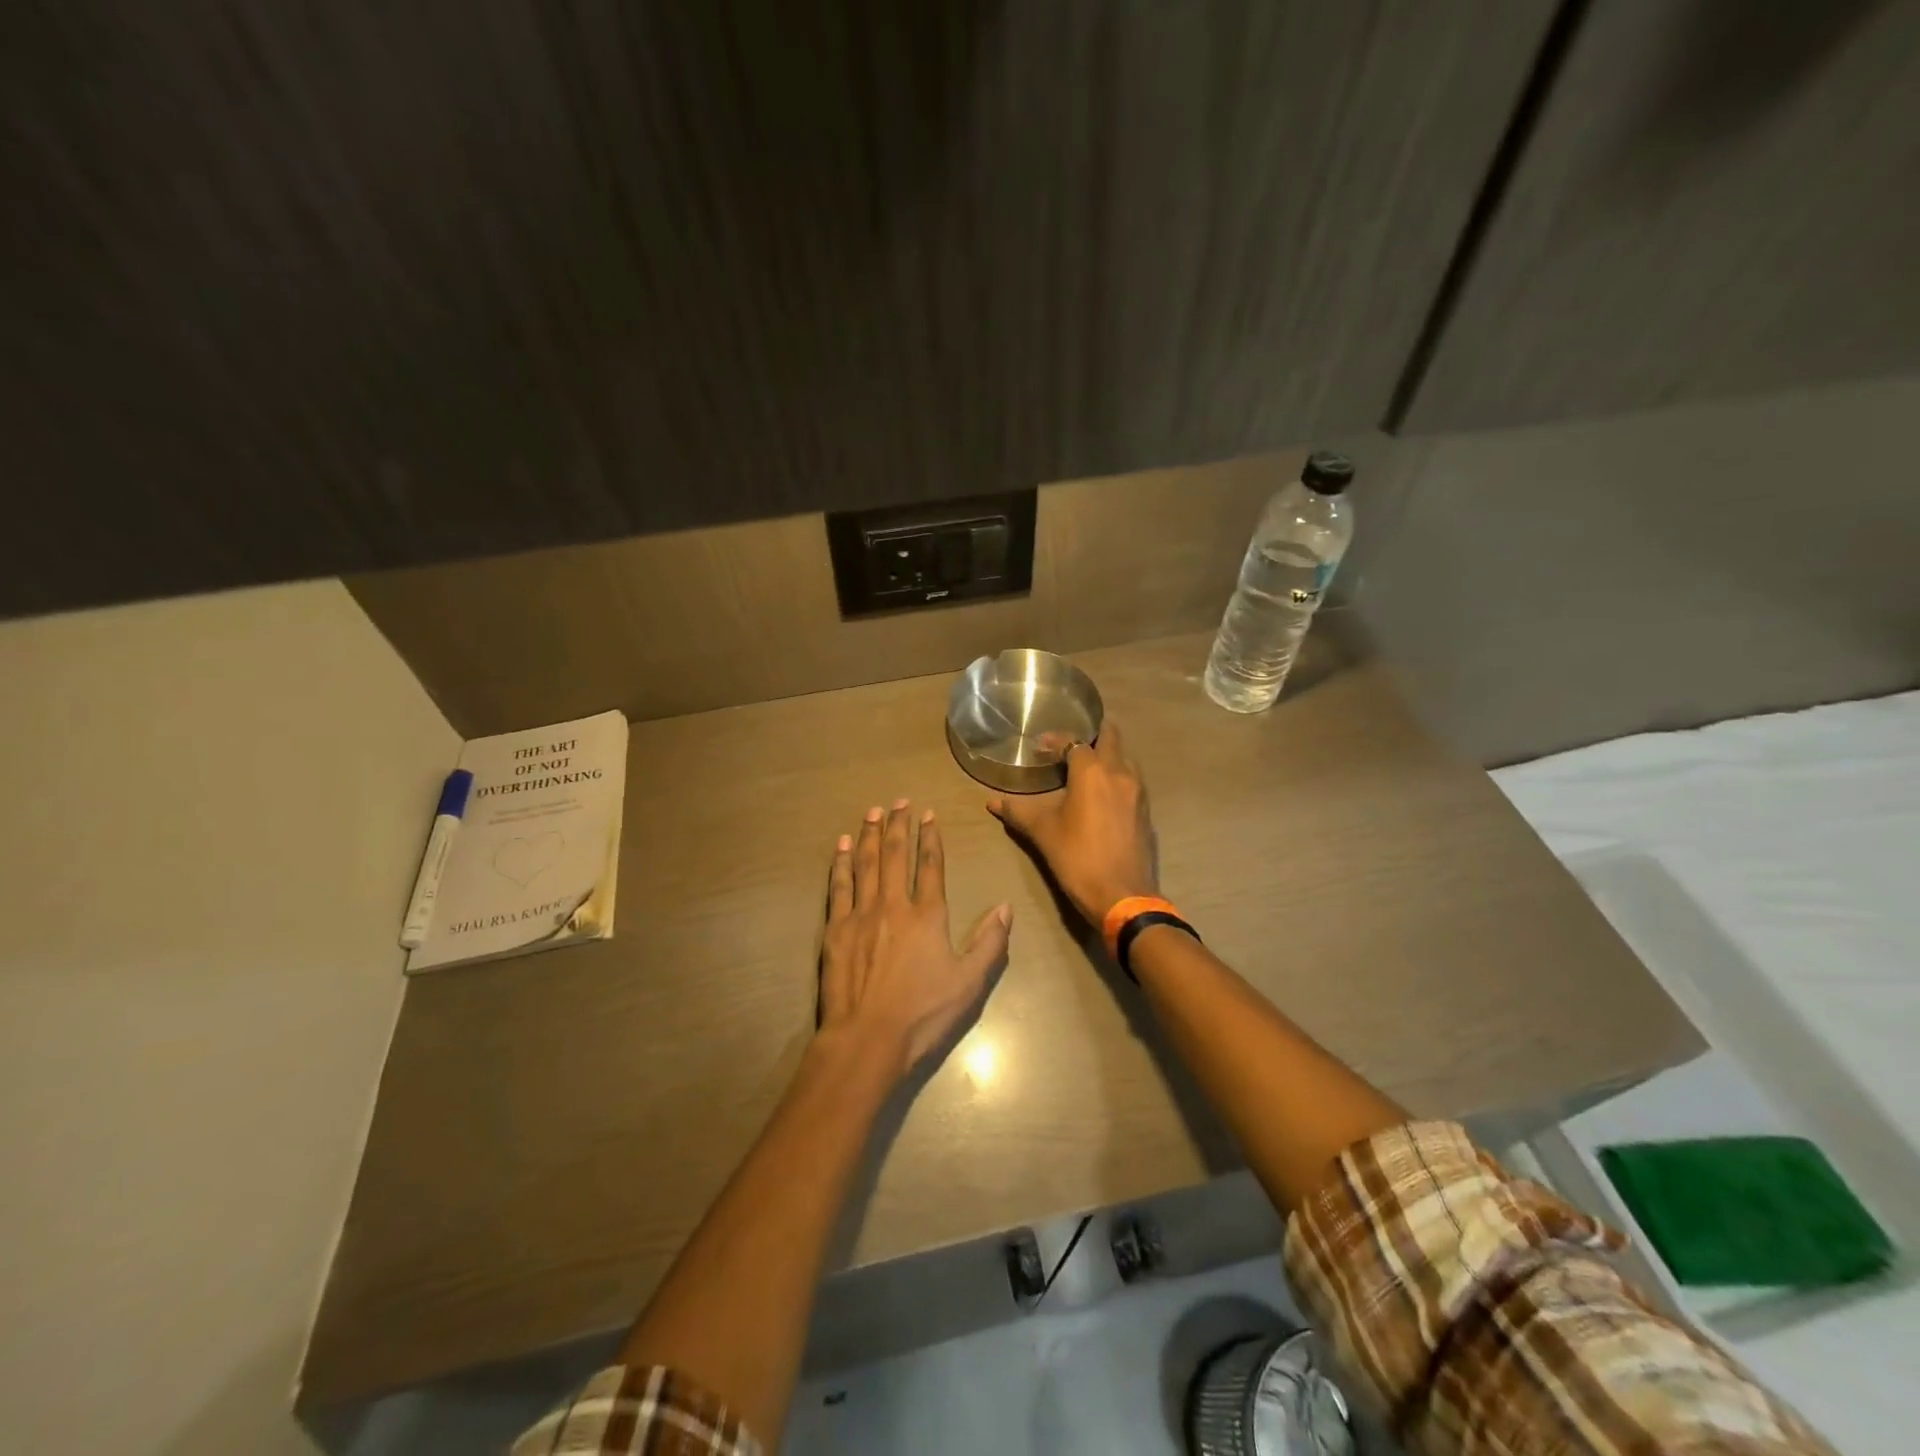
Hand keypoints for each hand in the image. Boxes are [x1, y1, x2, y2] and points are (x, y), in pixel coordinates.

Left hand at [820, 800, 1011, 1079]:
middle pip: (895, 855)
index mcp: (927, 916)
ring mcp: (861, 914)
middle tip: (898, 801)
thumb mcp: (969, 984)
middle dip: (897, 825)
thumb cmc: (922, 1014)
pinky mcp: (836, 929)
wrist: (866, 1039)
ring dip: (869, 834)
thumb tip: (1005, 907)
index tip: (927, 814)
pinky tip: (842, 846)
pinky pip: (839, 886)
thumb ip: (990, 943)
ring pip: (866, 863)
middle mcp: (894, 905)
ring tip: (872, 811)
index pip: (931, 865)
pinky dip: (841, 863)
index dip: (930, 837)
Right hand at [987, 722, 1157, 925]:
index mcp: (1092, 772)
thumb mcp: (1043, 833)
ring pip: (1125, 759)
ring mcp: (1138, 792)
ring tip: (1086, 765)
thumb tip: (992, 802)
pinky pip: (1132, 781)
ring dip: (1108, 754)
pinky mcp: (1145, 811)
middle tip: (1073, 740)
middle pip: (1111, 738)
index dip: (1055, 739)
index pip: (1074, 741)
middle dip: (1093, 733)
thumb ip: (1019, 812)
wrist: (1123, 896)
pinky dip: (1117, 776)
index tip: (1040, 746)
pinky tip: (1103, 793)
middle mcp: (1120, 773)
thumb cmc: (1078, 858)